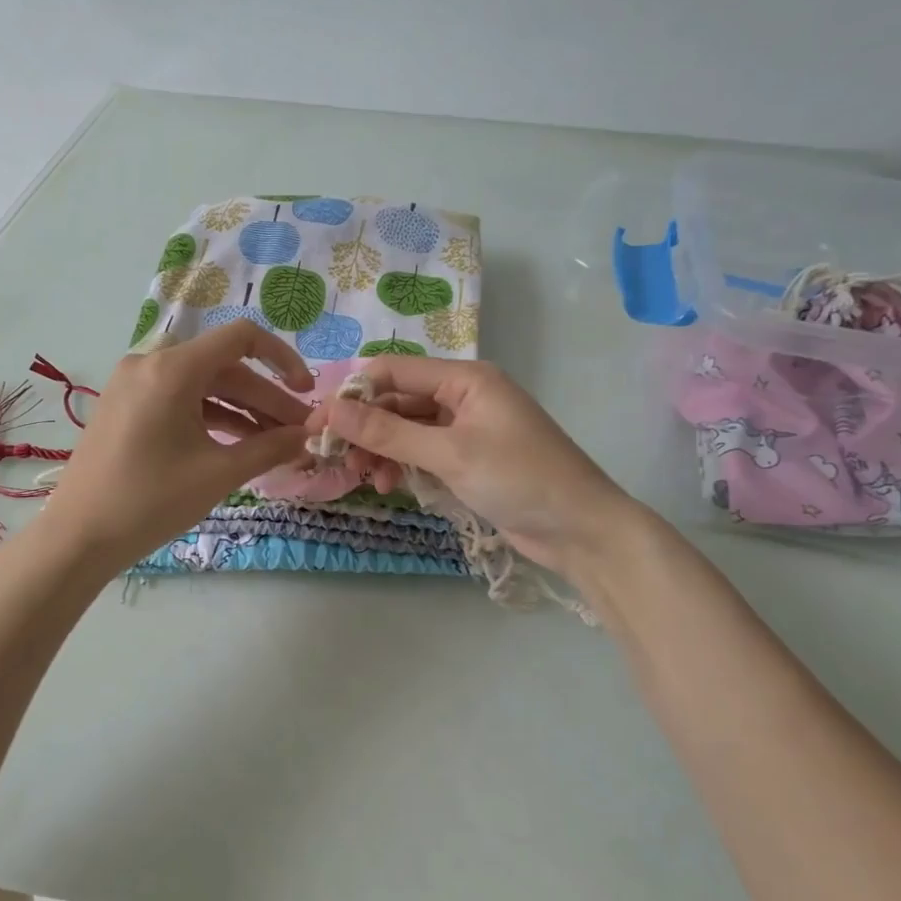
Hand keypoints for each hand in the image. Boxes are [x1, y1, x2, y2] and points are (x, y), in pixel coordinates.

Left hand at [37, 322, 315, 565]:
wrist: (78, 537)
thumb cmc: (151, 502)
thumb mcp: (218, 474)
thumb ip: (270, 448)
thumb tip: (308, 436)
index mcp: (171, 369)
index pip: (241, 338)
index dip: (282, 359)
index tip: (306, 392)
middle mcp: (151, 364)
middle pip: (224, 368)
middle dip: (266, 399)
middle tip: (300, 432)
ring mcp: (134, 385)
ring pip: (203, 387)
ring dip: (242, 411)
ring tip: (277, 443)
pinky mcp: (126, 407)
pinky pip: (180, 401)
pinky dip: (212, 419)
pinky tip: (240, 445)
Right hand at [306, 357, 631, 574]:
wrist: (581, 529)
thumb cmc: (520, 479)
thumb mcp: (450, 454)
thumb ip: (389, 432)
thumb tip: (332, 410)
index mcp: (465, 378)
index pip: (393, 371)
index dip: (353, 394)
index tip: (318, 425)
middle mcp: (463, 395)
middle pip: (397, 401)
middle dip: (365, 428)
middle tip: (334, 458)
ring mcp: (467, 428)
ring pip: (407, 429)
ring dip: (382, 450)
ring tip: (367, 479)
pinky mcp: (469, 458)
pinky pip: (424, 452)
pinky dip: (404, 466)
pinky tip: (392, 487)